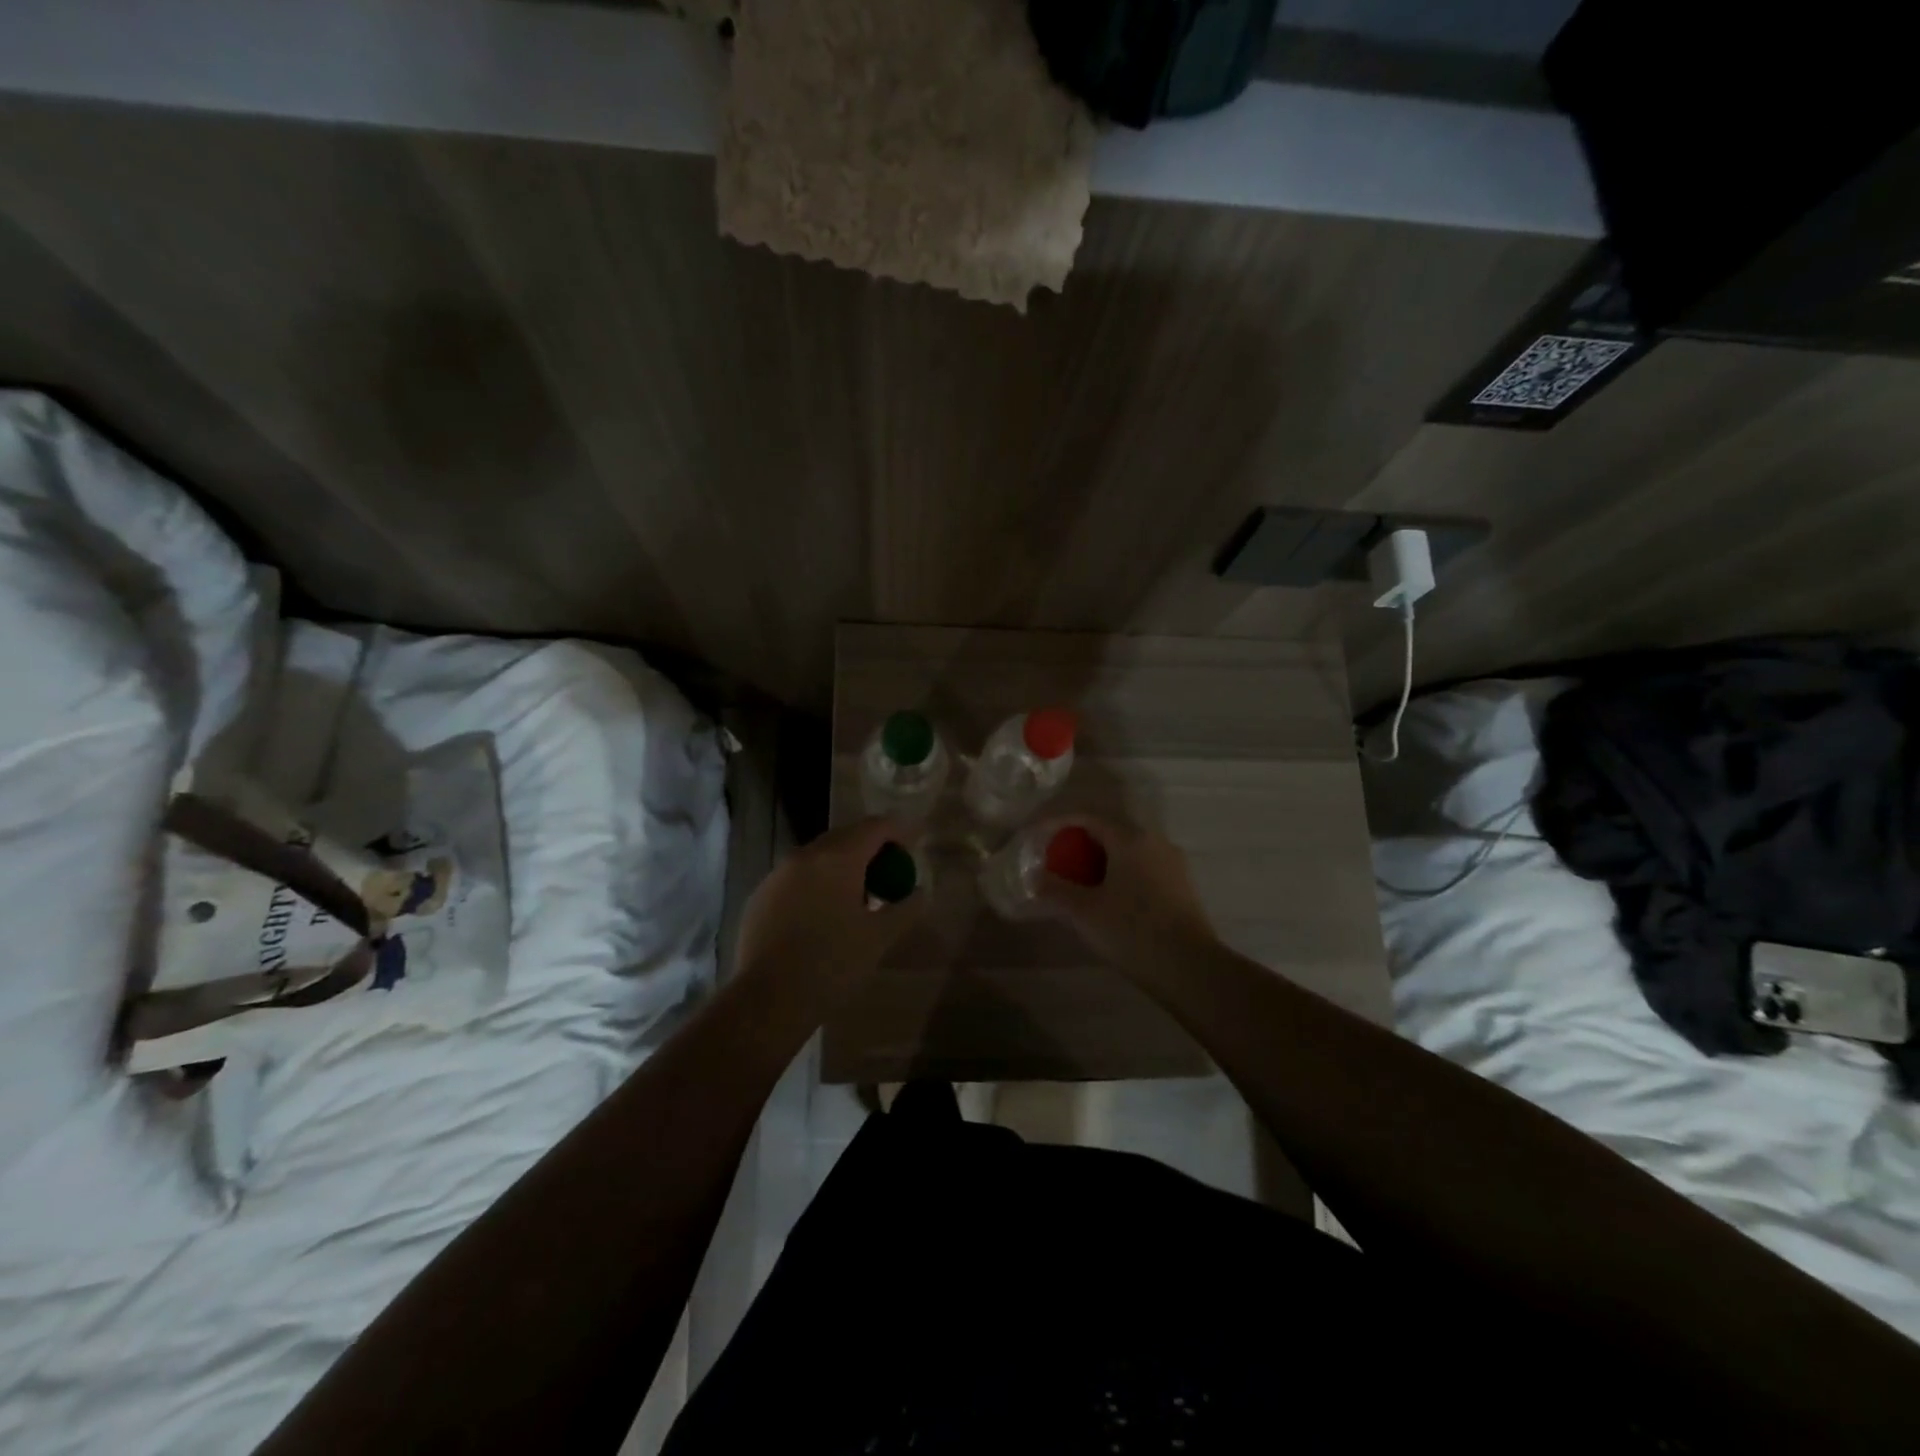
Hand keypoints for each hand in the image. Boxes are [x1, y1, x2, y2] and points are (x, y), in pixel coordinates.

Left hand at [735, 817, 926, 996]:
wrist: (767, 1001)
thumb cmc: (832, 965)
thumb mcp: (879, 938)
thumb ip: (905, 909)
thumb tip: (920, 892)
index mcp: (838, 859)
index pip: (875, 827)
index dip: (899, 830)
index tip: (915, 840)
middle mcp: (805, 856)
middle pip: (846, 836)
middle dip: (872, 846)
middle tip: (891, 870)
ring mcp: (778, 874)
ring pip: (819, 856)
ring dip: (843, 865)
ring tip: (859, 895)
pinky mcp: (760, 895)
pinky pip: (797, 877)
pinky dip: (818, 883)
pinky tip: (824, 915)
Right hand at [1036, 816, 1216, 970]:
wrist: (1191, 968)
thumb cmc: (1132, 931)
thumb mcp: (1084, 912)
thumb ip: (1055, 889)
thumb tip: (1035, 877)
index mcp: (1130, 838)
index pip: (1088, 816)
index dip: (1058, 822)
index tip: (1037, 836)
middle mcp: (1154, 841)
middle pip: (1109, 830)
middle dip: (1079, 841)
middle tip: (1056, 858)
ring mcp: (1172, 862)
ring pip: (1128, 849)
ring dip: (1100, 858)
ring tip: (1079, 879)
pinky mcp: (1181, 885)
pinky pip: (1142, 866)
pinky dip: (1120, 872)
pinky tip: (1109, 896)